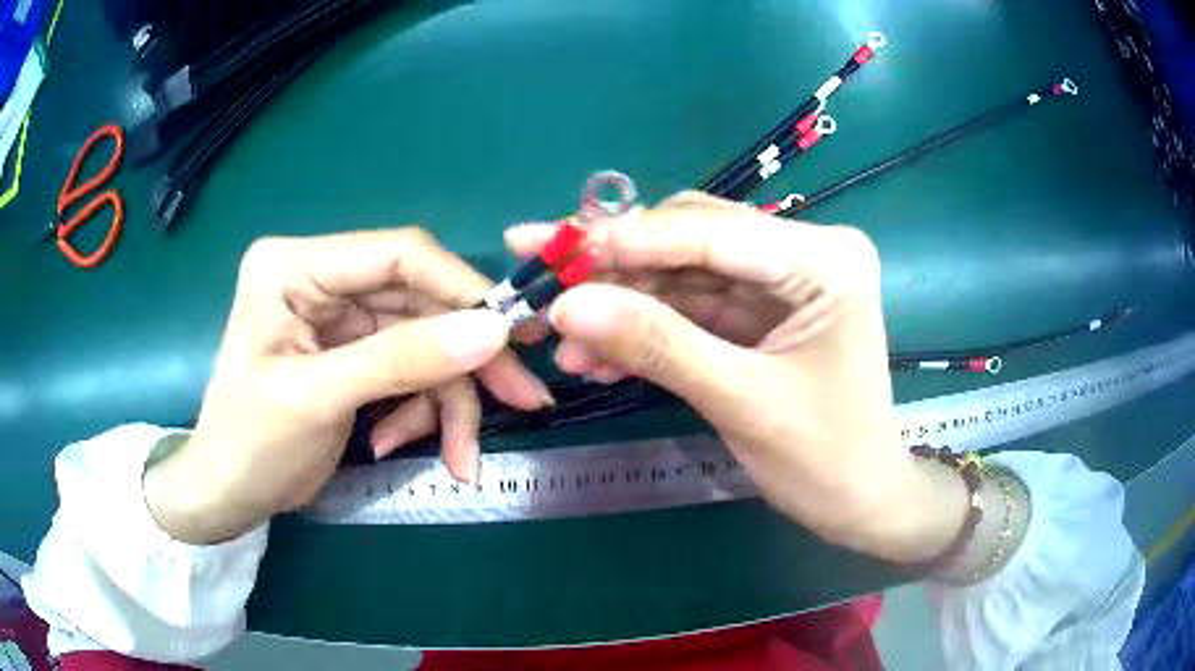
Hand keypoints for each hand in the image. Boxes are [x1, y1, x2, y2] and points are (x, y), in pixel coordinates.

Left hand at [145, 229, 551, 544]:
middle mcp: (321, 278)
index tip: (513, 334)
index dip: (461, 288)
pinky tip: (397, 443)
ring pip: (424, 342)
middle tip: (522, 399)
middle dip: (466, 361)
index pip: (396, 254)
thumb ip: (402, 360)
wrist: (228, 495)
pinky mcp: (353, 351)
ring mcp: (339, 317)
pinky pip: (411, 370)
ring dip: (447, 400)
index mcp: (294, 267)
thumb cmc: (250, 444)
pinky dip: (421, 411)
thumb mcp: (319, 399)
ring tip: (459, 458)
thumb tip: (493, 330)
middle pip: (420, 303)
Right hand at [506, 193, 967, 562]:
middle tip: (541, 278)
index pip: (715, 231)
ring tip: (560, 339)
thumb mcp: (742, 401)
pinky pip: (688, 307)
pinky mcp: (759, 310)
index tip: (553, 248)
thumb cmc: (824, 459)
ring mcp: (779, 280)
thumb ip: (657, 346)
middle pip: (691, 240)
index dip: (630, 239)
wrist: (858, 502)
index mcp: (824, 259)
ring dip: (620, 304)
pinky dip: (643, 329)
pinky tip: (596, 357)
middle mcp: (804, 251)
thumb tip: (566, 305)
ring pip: (680, 273)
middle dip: (614, 268)